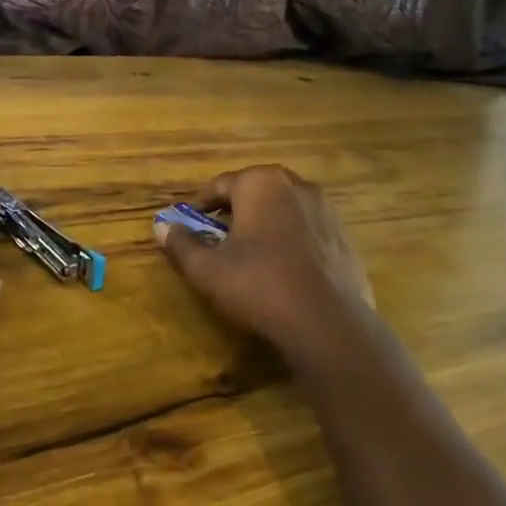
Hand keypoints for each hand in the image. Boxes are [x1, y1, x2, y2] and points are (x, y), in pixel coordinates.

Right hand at [155, 165, 382, 373]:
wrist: (327, 323)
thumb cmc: (258, 285)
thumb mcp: (207, 269)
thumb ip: (181, 244)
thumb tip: (161, 226)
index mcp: (261, 183)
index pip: (220, 185)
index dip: (199, 206)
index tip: (186, 224)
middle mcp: (296, 185)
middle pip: (255, 192)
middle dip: (234, 212)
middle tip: (216, 237)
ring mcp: (326, 211)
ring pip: (283, 210)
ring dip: (264, 225)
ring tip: (249, 254)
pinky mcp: (344, 238)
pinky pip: (307, 231)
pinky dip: (290, 242)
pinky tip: (283, 270)